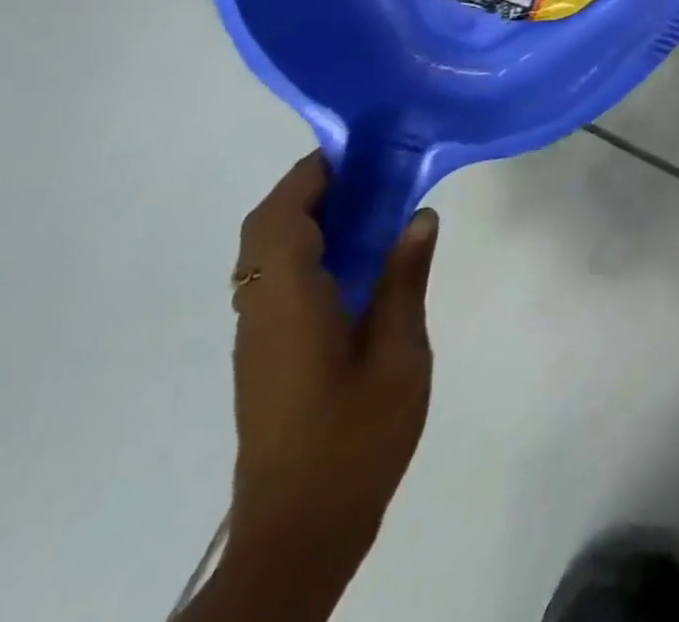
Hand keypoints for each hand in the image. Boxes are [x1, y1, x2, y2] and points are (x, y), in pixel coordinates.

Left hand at [228, 153, 439, 574]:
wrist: (300, 531)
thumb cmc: (354, 437)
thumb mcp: (399, 354)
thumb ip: (405, 280)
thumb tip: (420, 215)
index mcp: (289, 304)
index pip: (281, 219)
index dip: (310, 175)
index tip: (357, 147)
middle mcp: (260, 312)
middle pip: (264, 231)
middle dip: (308, 189)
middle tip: (370, 170)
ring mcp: (258, 336)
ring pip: (266, 256)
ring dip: (307, 218)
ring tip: (371, 200)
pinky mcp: (267, 355)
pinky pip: (277, 281)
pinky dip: (308, 249)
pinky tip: (359, 257)